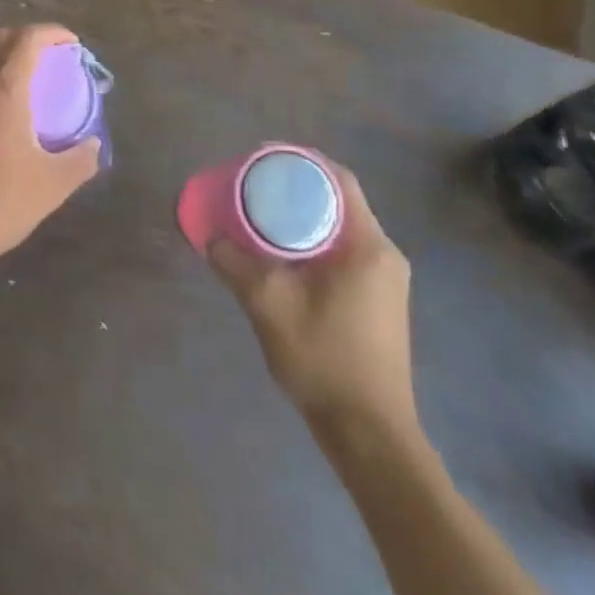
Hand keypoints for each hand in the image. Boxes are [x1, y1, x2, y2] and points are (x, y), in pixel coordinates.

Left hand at [0, 25, 101, 283]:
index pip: (27, 40)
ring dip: (8, 67)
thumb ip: (80, 159)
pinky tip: (5, 125)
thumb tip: (94, 145)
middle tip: (52, 59)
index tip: (72, 44)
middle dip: (28, 40)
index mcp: (3, 92)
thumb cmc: (0, 204)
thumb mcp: (53, 185)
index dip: (53, 33)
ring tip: (32, 93)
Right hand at [208, 164, 417, 446]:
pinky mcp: (379, 303)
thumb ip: (235, 264)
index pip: (339, 180)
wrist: (369, 436)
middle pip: (338, 202)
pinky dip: (312, 243)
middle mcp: (384, 255)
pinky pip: (343, 253)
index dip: (301, 161)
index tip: (262, 158)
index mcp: (369, 246)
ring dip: (303, 218)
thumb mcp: (268, 305)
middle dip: (295, 189)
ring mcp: (385, 281)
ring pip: (340, 230)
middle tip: (253, 187)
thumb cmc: (325, 360)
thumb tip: (208, 238)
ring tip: (260, 216)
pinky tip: (281, 256)